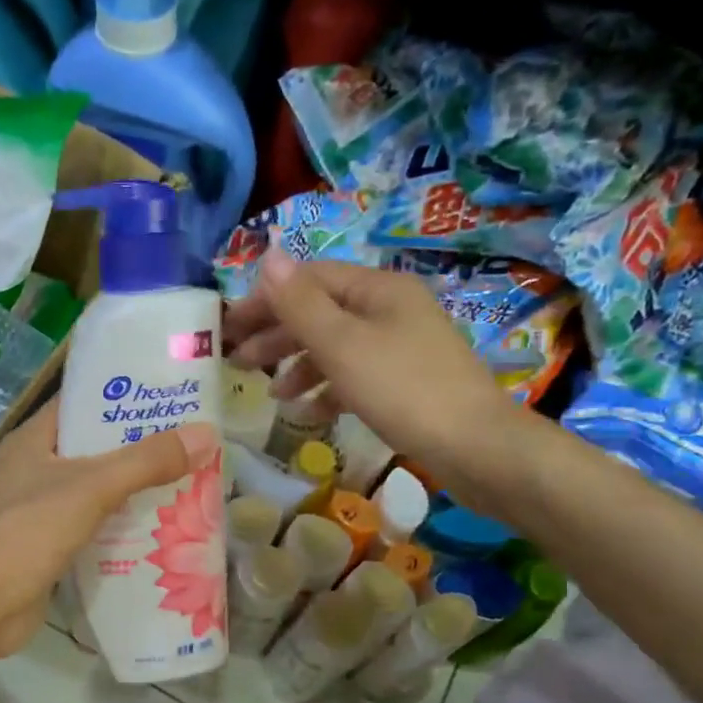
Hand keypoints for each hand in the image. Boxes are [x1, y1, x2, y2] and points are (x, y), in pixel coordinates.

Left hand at [0, 398, 218, 657]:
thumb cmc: (30, 531)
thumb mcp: (92, 487)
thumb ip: (147, 461)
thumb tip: (206, 435)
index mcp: (34, 439)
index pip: (82, 403)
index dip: (122, 395)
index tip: (169, 395)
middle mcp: (35, 467)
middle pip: (95, 446)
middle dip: (139, 445)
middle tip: (190, 441)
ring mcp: (40, 508)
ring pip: (97, 487)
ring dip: (135, 487)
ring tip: (186, 479)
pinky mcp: (49, 544)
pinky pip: (94, 523)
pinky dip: (122, 523)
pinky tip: (160, 526)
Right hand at [225, 249, 533, 512]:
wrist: (475, 446)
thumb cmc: (401, 388)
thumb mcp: (342, 344)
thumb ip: (300, 303)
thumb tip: (268, 255)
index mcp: (377, 289)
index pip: (309, 280)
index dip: (265, 300)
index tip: (228, 328)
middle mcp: (389, 309)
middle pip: (320, 312)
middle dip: (277, 336)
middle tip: (238, 363)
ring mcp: (400, 346)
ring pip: (335, 346)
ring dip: (298, 367)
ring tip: (273, 396)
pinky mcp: (405, 381)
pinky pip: (354, 375)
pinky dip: (327, 390)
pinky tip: (309, 413)